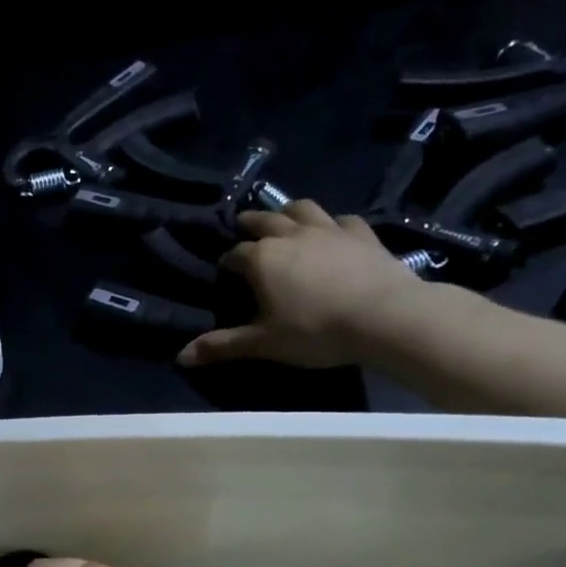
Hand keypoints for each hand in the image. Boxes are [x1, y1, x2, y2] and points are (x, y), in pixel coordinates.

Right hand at [176, 199, 428, 368]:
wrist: (384, 317)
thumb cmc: (315, 332)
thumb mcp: (263, 344)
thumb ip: (223, 346)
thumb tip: (180, 357)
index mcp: (262, 259)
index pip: (235, 254)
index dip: (227, 262)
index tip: (225, 270)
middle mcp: (291, 235)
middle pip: (265, 220)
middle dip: (250, 223)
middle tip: (243, 226)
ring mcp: (329, 229)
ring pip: (302, 209)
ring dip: (288, 212)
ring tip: (284, 218)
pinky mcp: (361, 233)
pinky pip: (342, 219)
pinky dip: (332, 223)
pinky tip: (333, 232)